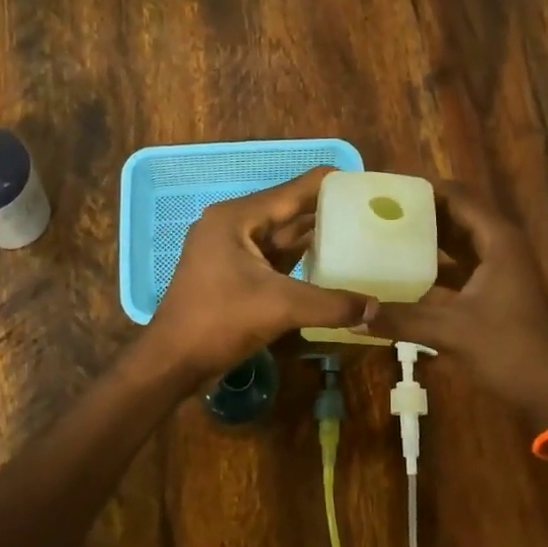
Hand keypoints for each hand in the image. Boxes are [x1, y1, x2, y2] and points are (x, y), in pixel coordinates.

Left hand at [142, 167, 374, 381]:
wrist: (171, 362)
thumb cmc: (218, 322)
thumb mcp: (279, 308)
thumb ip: (330, 305)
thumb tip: (376, 309)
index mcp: (237, 218)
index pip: (292, 191)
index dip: (328, 185)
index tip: (364, 183)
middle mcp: (233, 225)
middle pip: (288, 211)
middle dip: (326, 211)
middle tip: (370, 211)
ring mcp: (231, 250)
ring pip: (281, 237)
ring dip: (315, 236)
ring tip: (358, 232)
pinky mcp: (234, 274)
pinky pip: (274, 258)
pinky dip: (300, 259)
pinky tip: (330, 262)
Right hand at [373, 184, 547, 428]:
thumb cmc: (508, 350)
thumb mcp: (450, 332)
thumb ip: (402, 319)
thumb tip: (354, 314)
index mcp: (498, 240)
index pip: (458, 196)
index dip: (424, 190)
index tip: (387, 190)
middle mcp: (501, 245)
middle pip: (457, 214)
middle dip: (421, 212)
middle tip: (379, 210)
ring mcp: (502, 267)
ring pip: (460, 240)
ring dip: (428, 237)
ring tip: (385, 233)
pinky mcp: (497, 288)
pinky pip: (462, 264)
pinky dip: (437, 263)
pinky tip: (405, 271)